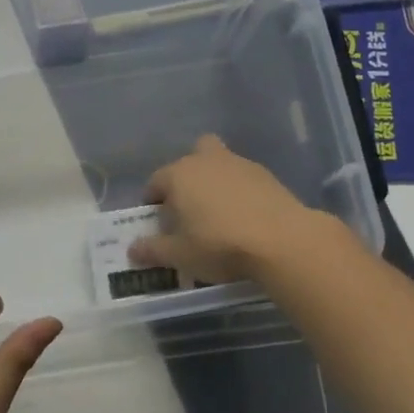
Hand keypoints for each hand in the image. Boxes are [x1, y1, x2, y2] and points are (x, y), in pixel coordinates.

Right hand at [128, 134, 340, 283]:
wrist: (281, 240)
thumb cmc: (218, 244)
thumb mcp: (179, 255)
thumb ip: (152, 250)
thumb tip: (132, 249)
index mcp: (179, 175)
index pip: (155, 182)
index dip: (153, 202)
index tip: (158, 224)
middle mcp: (207, 160)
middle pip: (192, 157)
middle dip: (187, 177)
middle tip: (190, 208)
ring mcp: (240, 164)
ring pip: (220, 164)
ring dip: (215, 182)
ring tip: (219, 216)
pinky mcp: (267, 175)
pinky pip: (244, 179)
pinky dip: (240, 192)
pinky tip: (245, 217)